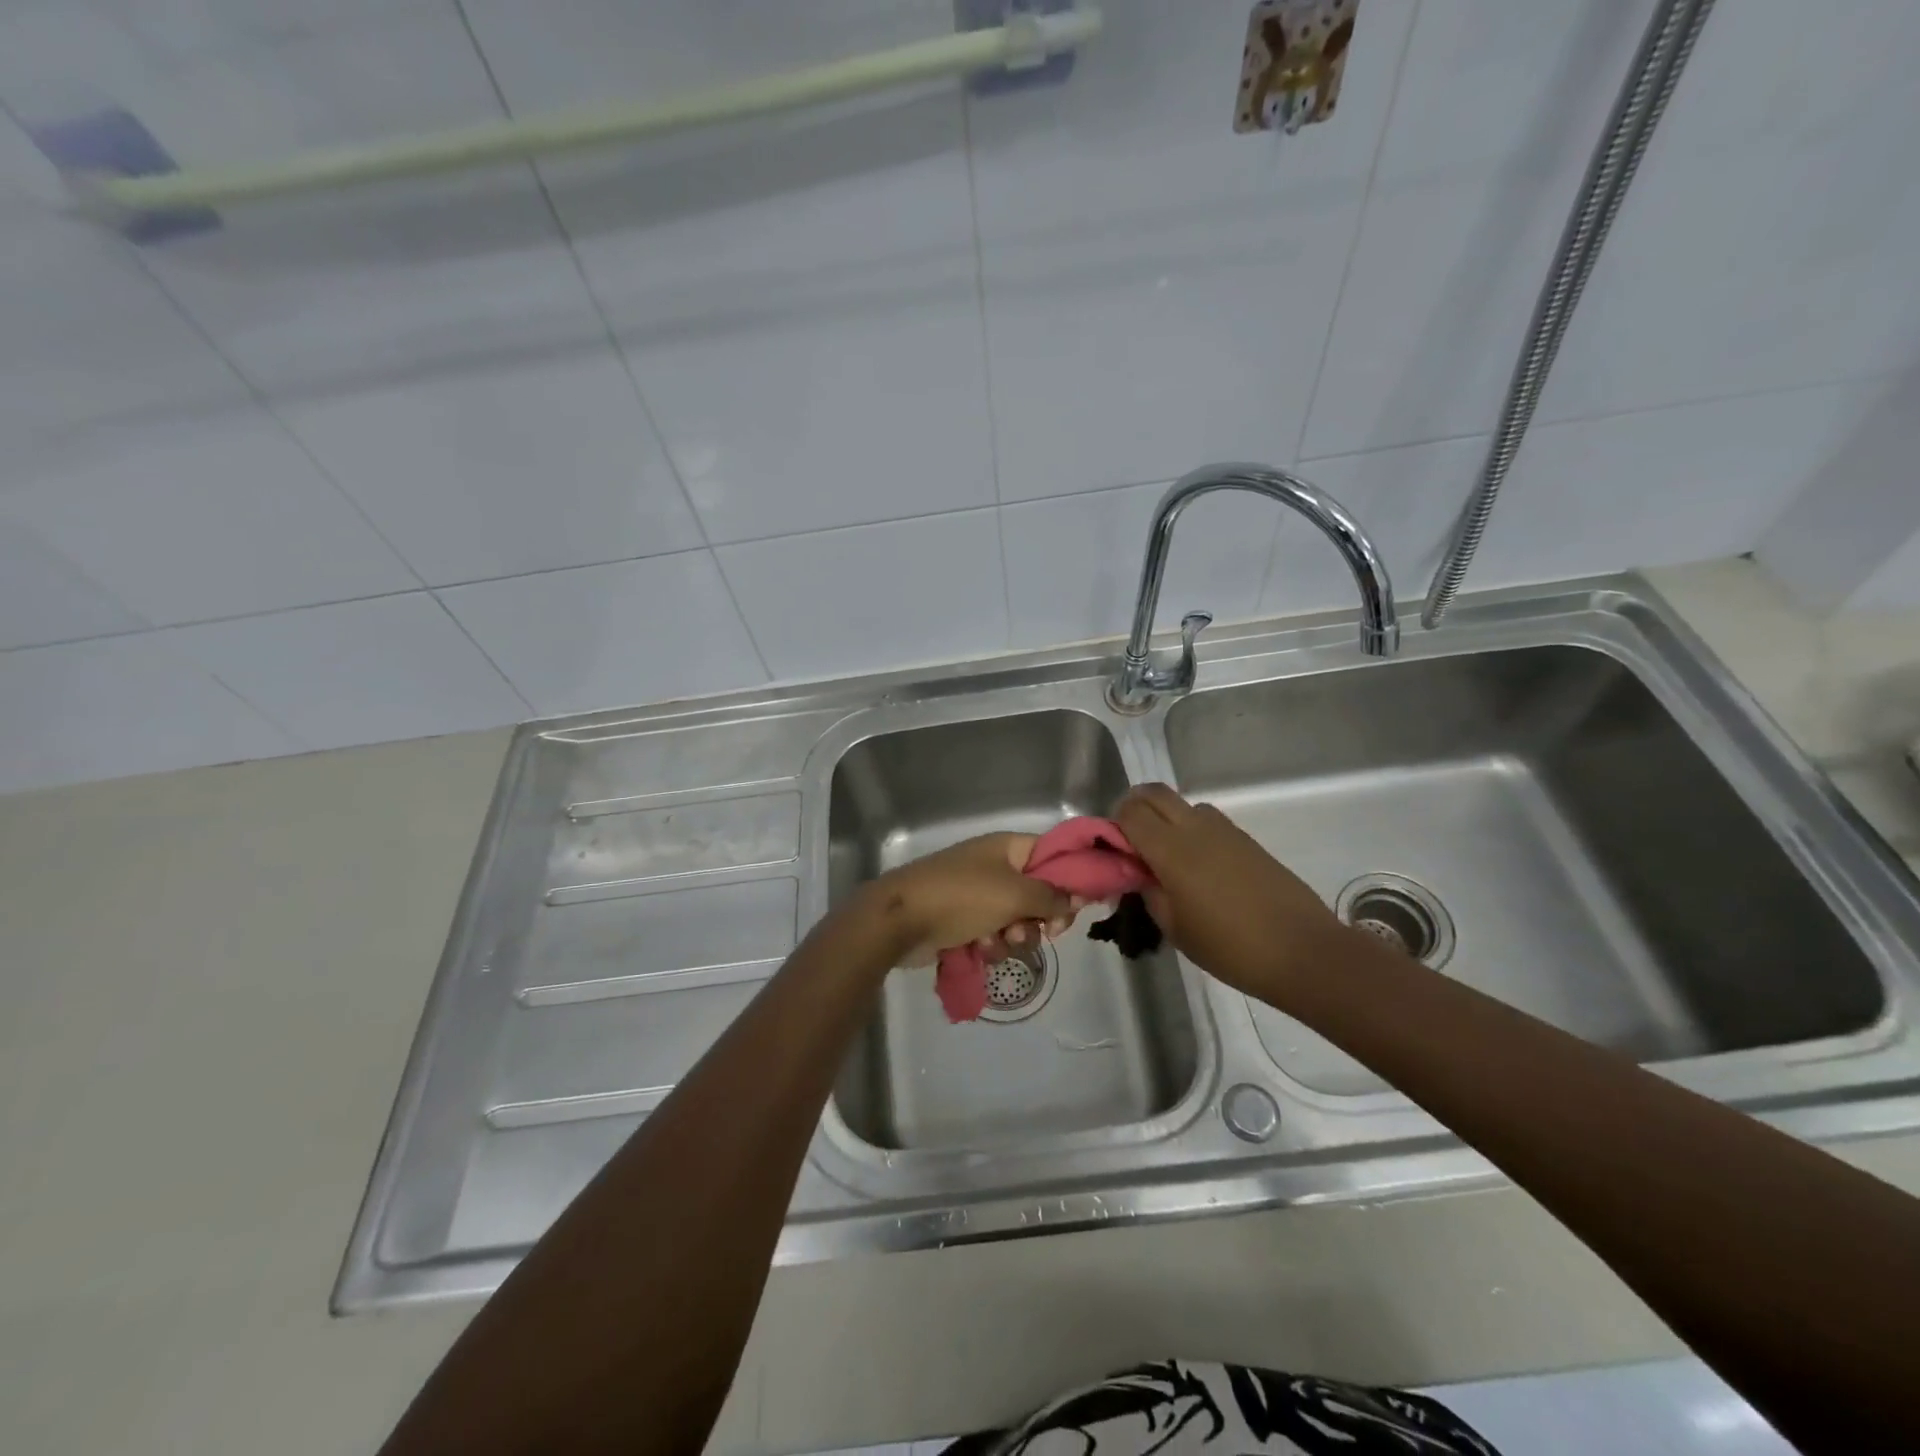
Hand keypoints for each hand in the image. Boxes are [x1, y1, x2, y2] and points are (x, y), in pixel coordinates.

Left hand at [857, 833, 1077, 967]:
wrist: (900, 920)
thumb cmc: (961, 897)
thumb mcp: (1014, 894)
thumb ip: (1052, 896)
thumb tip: (1078, 897)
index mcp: (1008, 848)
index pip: (1053, 855)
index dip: (1070, 879)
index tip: (1079, 906)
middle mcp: (996, 867)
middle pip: (1039, 894)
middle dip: (1041, 917)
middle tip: (1045, 931)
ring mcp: (978, 895)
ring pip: (1018, 920)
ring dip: (1013, 936)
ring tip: (995, 939)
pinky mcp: (963, 921)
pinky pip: (993, 935)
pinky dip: (990, 945)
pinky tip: (977, 949)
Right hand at [1115, 783, 1355, 1000]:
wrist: (1302, 951)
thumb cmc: (1230, 947)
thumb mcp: (1175, 929)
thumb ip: (1149, 893)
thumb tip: (1139, 875)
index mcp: (1172, 850)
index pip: (1129, 812)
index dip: (1114, 824)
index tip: (1113, 850)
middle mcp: (1196, 828)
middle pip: (1154, 793)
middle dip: (1135, 808)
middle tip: (1131, 841)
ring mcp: (1225, 830)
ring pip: (1183, 804)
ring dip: (1166, 818)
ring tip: (1167, 855)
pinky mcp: (1247, 840)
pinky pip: (1208, 820)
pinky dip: (1191, 830)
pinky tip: (1199, 867)